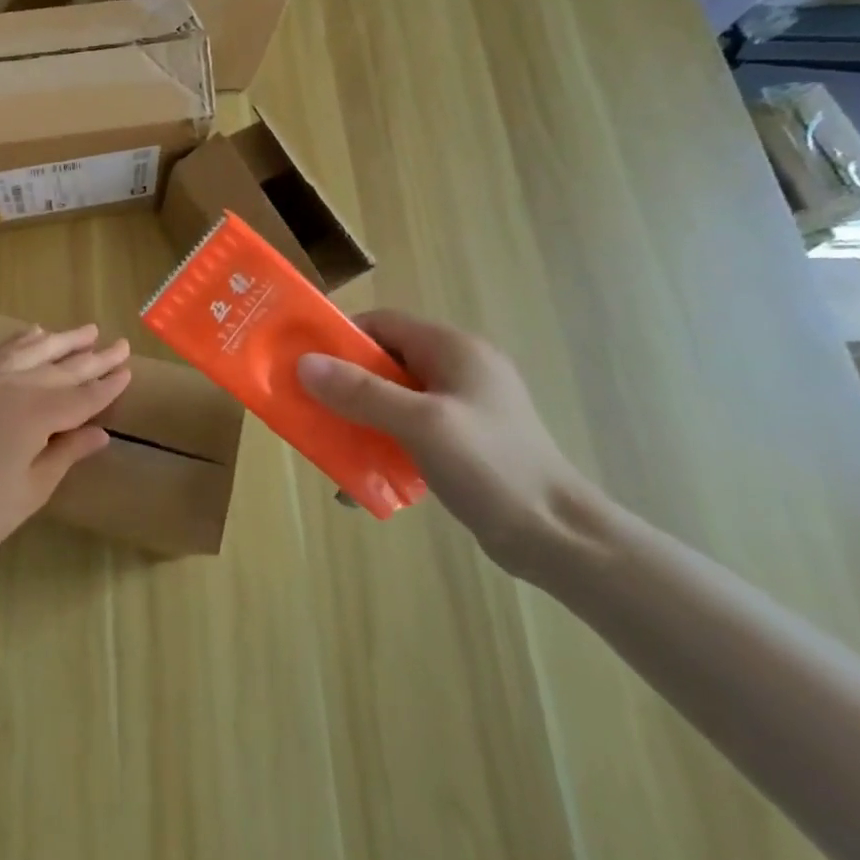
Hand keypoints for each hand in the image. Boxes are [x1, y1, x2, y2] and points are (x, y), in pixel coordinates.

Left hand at [0, 324, 131, 566]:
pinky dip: (21, 341)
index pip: (82, 397)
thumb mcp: (36, 487)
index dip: (107, 386)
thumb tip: (101, 433)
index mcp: (37, 415)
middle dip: (94, 359)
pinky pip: (1, 354)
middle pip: (62, 371)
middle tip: (121, 345)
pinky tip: (36, 332)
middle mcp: (15, 388)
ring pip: (34, 353)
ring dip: (63, 341)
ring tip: (88, 331)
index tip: (128, 371)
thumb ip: (68, 452)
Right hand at [296, 308, 599, 575]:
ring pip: (393, 397)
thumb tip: (304, 363)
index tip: (303, 363)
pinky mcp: (464, 439)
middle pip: (384, 361)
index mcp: (454, 349)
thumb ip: (361, 391)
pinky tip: (364, 475)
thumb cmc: (490, 466)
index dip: (340, 338)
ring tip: (330, 444)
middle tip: (308, 407)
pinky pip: (408, 427)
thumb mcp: (419, 424)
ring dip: (359, 417)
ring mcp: (463, 405)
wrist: (557, 537)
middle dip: (343, 383)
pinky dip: (382, 442)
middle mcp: (459, 368)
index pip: (383, 323)